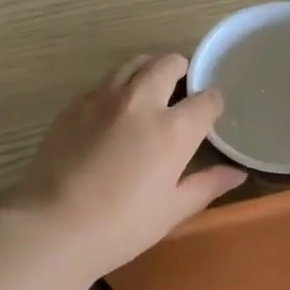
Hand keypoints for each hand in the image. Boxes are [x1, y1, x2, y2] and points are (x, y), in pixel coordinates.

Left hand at [3, 53, 245, 280]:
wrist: (52, 227)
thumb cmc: (121, 226)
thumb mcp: (172, 210)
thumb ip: (207, 184)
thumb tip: (237, 173)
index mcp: (172, 129)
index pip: (207, 98)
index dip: (214, 104)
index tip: (210, 115)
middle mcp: (141, 101)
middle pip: (169, 63)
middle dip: (182, 71)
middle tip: (182, 92)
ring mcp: (103, 98)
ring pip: (134, 63)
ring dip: (150, 70)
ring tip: (150, 92)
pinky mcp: (74, 104)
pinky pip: (105, 82)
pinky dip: (118, 87)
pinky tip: (114, 113)